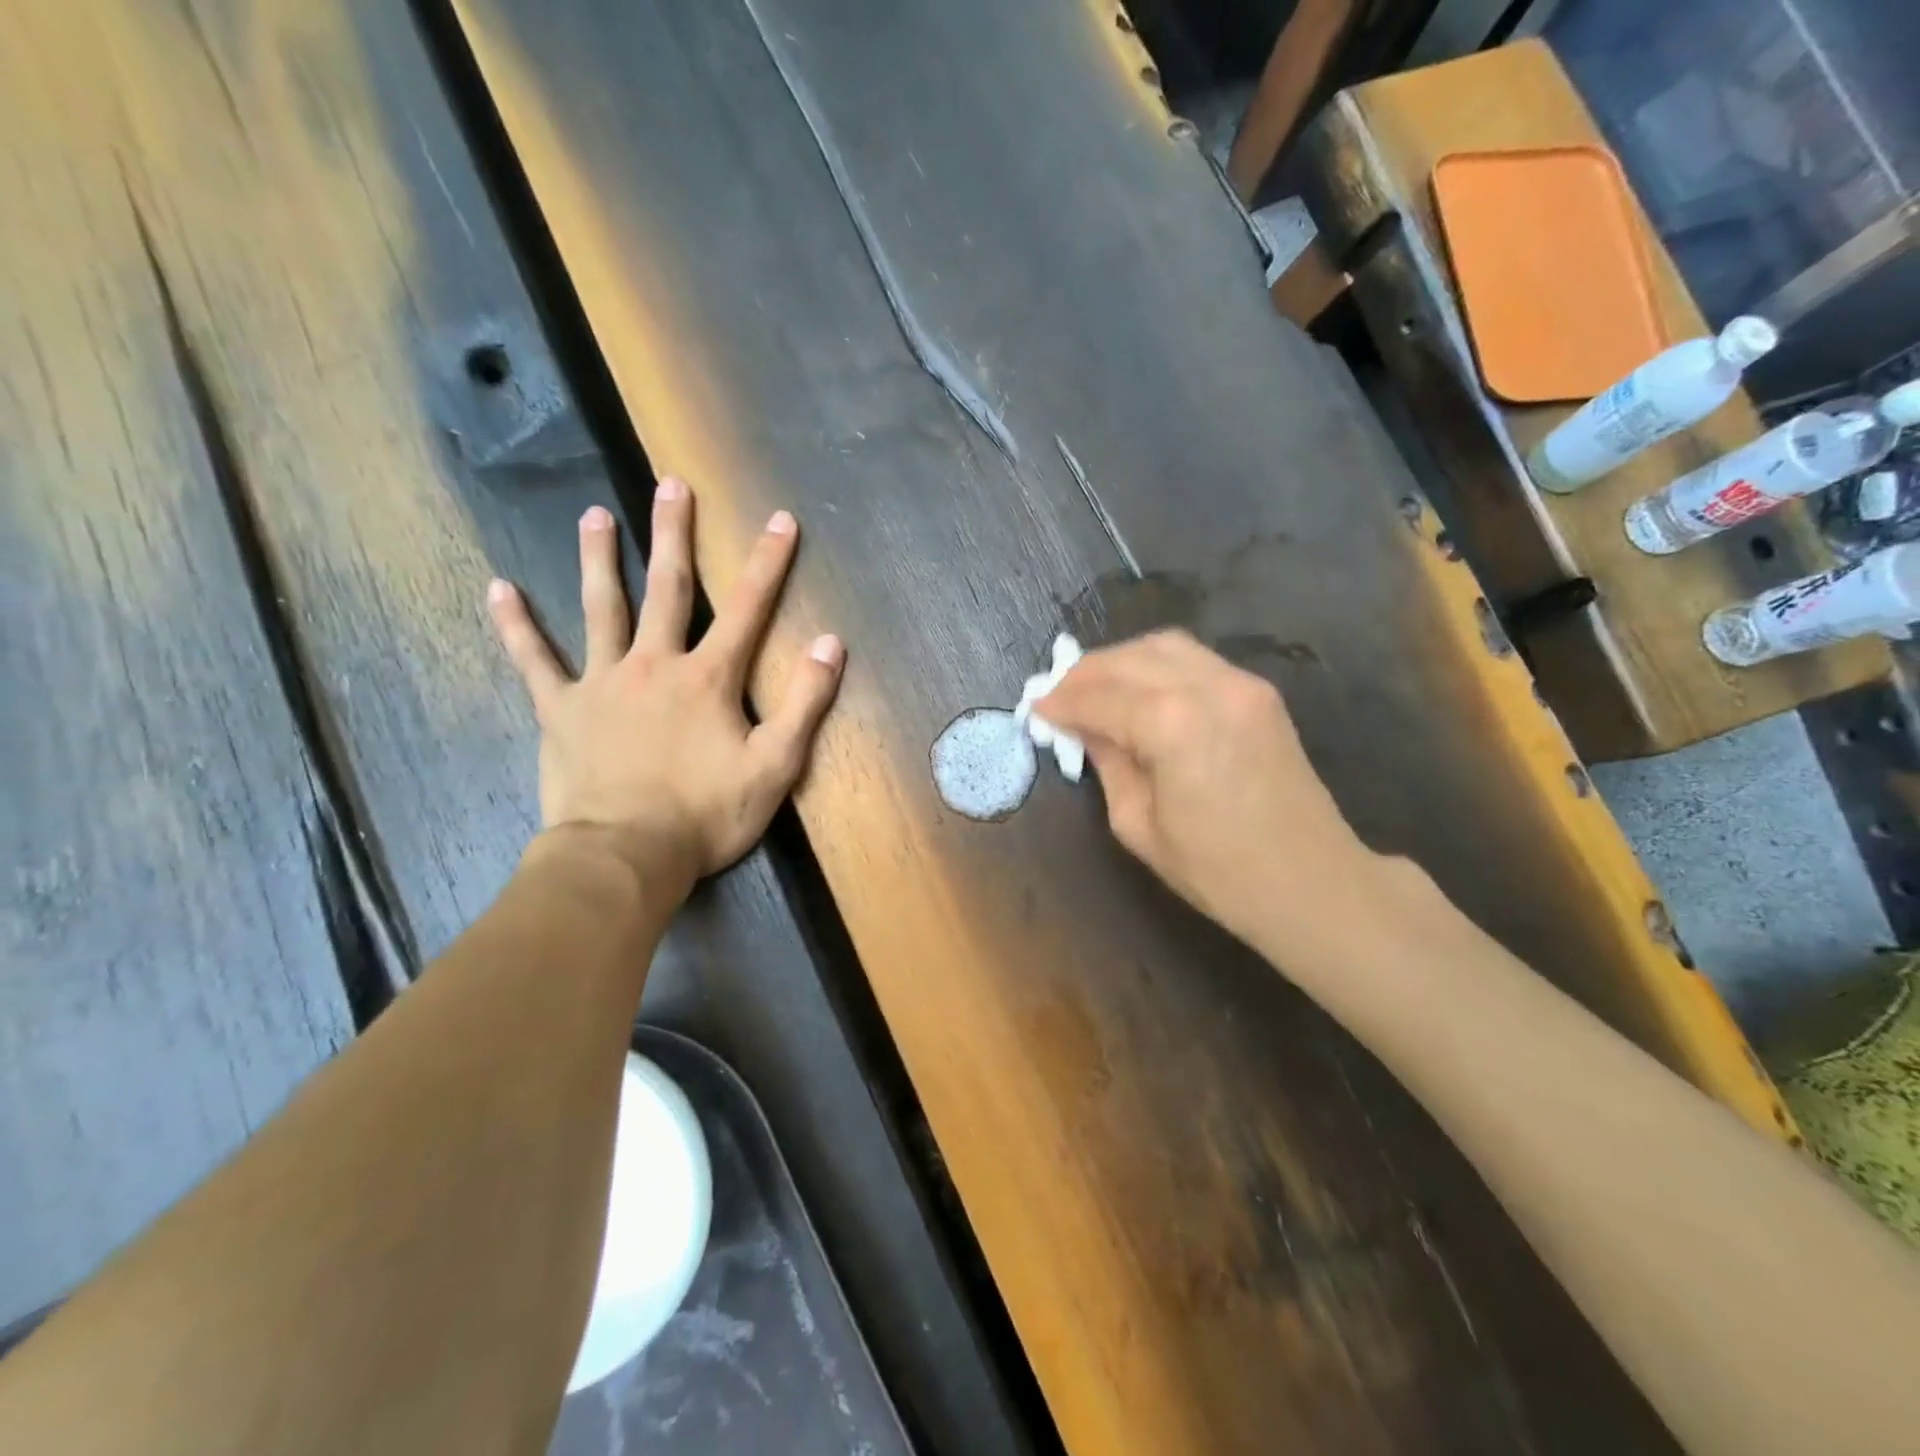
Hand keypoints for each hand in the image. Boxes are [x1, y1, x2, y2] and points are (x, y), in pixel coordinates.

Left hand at [487, 477, 843, 900]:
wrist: (626, 856)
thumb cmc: (706, 814)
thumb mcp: (775, 766)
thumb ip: (805, 703)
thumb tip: (830, 644)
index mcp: (708, 678)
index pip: (747, 608)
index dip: (767, 563)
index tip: (780, 520)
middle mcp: (654, 664)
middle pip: (666, 588)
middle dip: (672, 534)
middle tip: (669, 485)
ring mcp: (602, 683)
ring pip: (600, 609)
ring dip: (598, 559)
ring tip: (594, 516)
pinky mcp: (562, 710)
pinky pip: (535, 661)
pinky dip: (516, 626)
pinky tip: (498, 590)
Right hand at [1036, 630, 1385, 956]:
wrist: (1312, 883)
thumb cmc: (1217, 871)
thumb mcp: (1138, 824)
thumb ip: (1107, 763)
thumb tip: (1082, 728)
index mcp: (1172, 725)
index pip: (1099, 697)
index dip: (1061, 702)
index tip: (1034, 710)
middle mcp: (1207, 686)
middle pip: (1129, 659)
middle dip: (1084, 673)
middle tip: (1056, 696)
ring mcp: (1240, 682)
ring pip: (1163, 646)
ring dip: (1120, 661)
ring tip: (1093, 688)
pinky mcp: (1258, 691)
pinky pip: (1194, 659)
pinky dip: (1155, 665)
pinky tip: (1137, 690)